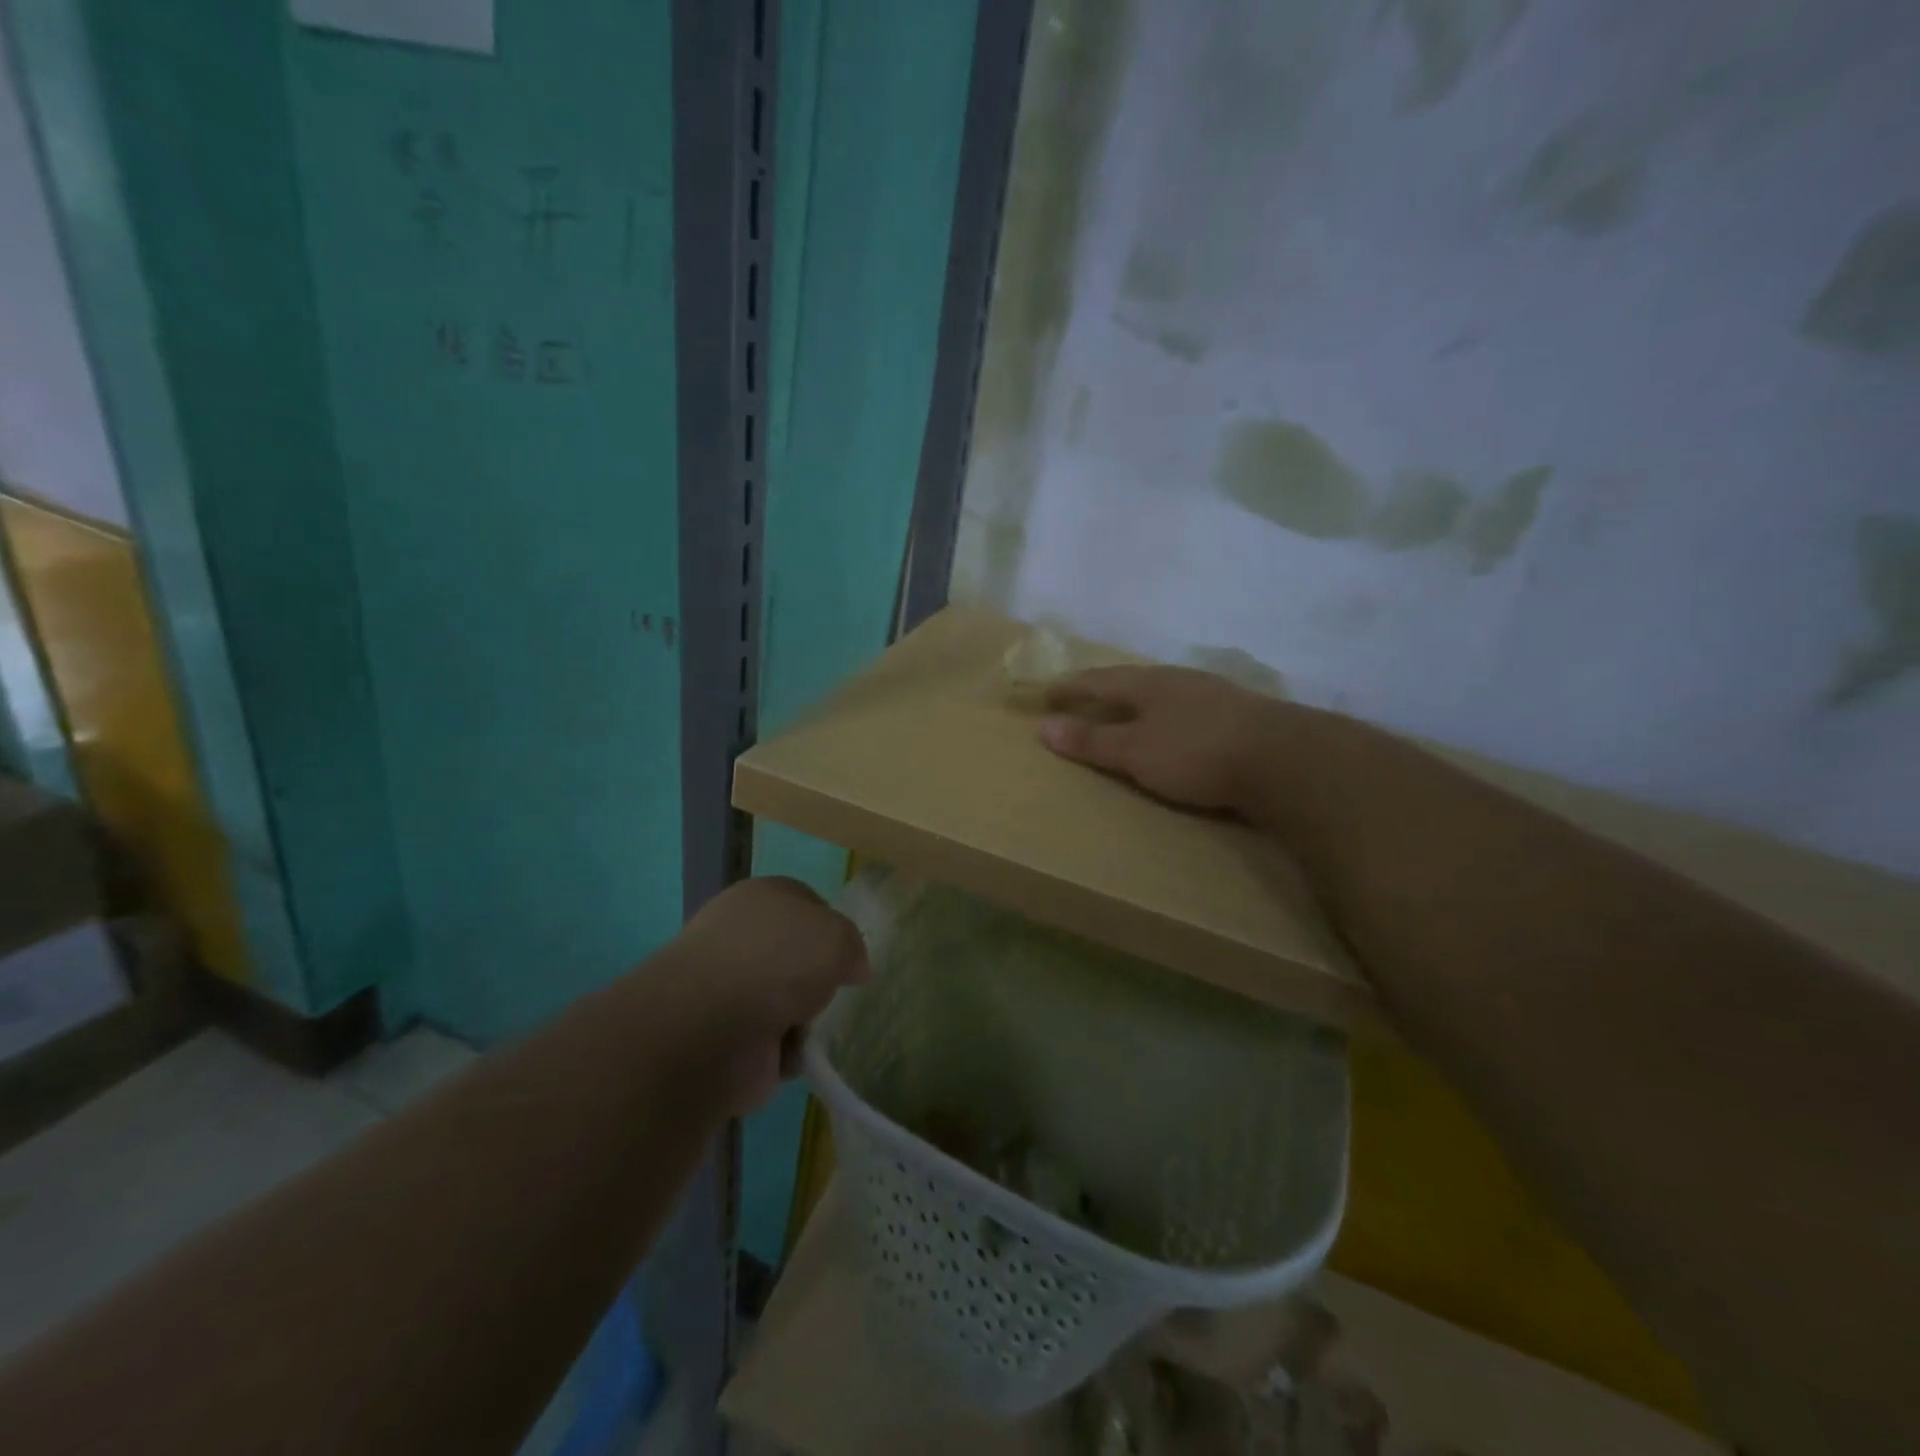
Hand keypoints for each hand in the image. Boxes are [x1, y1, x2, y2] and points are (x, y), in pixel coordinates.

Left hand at [665, 876, 869, 1113]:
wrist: (709, 1029)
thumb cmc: (776, 962)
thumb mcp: (837, 936)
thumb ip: (853, 946)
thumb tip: (853, 968)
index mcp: (762, 897)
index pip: (806, 902)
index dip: (832, 925)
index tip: (849, 952)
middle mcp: (741, 937)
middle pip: (796, 956)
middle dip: (817, 978)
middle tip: (834, 991)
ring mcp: (728, 988)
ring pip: (787, 1000)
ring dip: (804, 1018)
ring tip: (811, 1027)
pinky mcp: (724, 1037)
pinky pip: (772, 1042)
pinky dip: (787, 1052)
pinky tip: (791, 1054)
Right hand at [1038, 665, 1287, 815]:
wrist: (1284, 759)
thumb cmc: (1196, 752)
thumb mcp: (1135, 751)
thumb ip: (1091, 741)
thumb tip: (1044, 726)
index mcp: (1149, 683)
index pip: (1099, 680)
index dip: (1071, 686)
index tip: (1047, 691)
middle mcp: (1179, 680)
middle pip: (1132, 681)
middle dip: (1105, 690)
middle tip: (1083, 698)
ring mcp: (1213, 695)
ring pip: (1164, 694)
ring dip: (1140, 703)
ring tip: (1127, 713)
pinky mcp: (1239, 716)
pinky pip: (1188, 710)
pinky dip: (1168, 718)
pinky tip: (1176, 729)